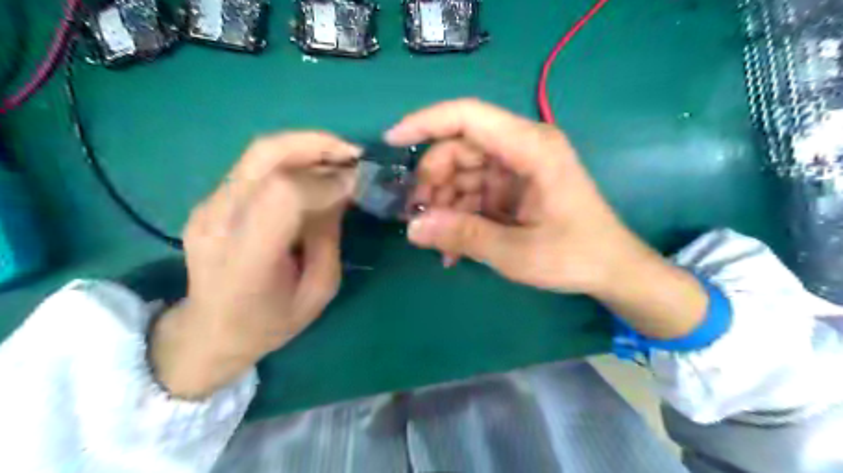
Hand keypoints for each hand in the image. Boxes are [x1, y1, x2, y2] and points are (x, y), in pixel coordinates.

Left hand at [151, 134, 362, 398]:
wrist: (209, 331)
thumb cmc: (270, 323)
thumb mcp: (318, 292)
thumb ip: (329, 237)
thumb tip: (342, 191)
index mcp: (247, 258)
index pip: (285, 194)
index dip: (327, 181)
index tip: (359, 183)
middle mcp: (219, 222)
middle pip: (266, 156)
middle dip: (317, 145)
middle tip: (354, 153)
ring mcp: (208, 206)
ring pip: (259, 153)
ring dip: (306, 147)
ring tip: (340, 157)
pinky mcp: (210, 200)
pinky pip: (256, 166)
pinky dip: (292, 160)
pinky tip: (314, 172)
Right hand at [387, 97, 646, 292]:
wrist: (612, 270)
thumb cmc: (575, 256)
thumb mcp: (516, 252)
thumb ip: (463, 236)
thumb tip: (412, 228)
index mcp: (532, 148)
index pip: (468, 116)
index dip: (425, 122)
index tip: (392, 141)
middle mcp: (523, 148)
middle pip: (459, 148)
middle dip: (432, 182)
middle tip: (417, 219)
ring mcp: (517, 168)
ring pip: (462, 172)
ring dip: (443, 205)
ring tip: (437, 242)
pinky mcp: (513, 187)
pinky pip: (474, 192)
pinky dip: (459, 216)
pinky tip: (453, 248)